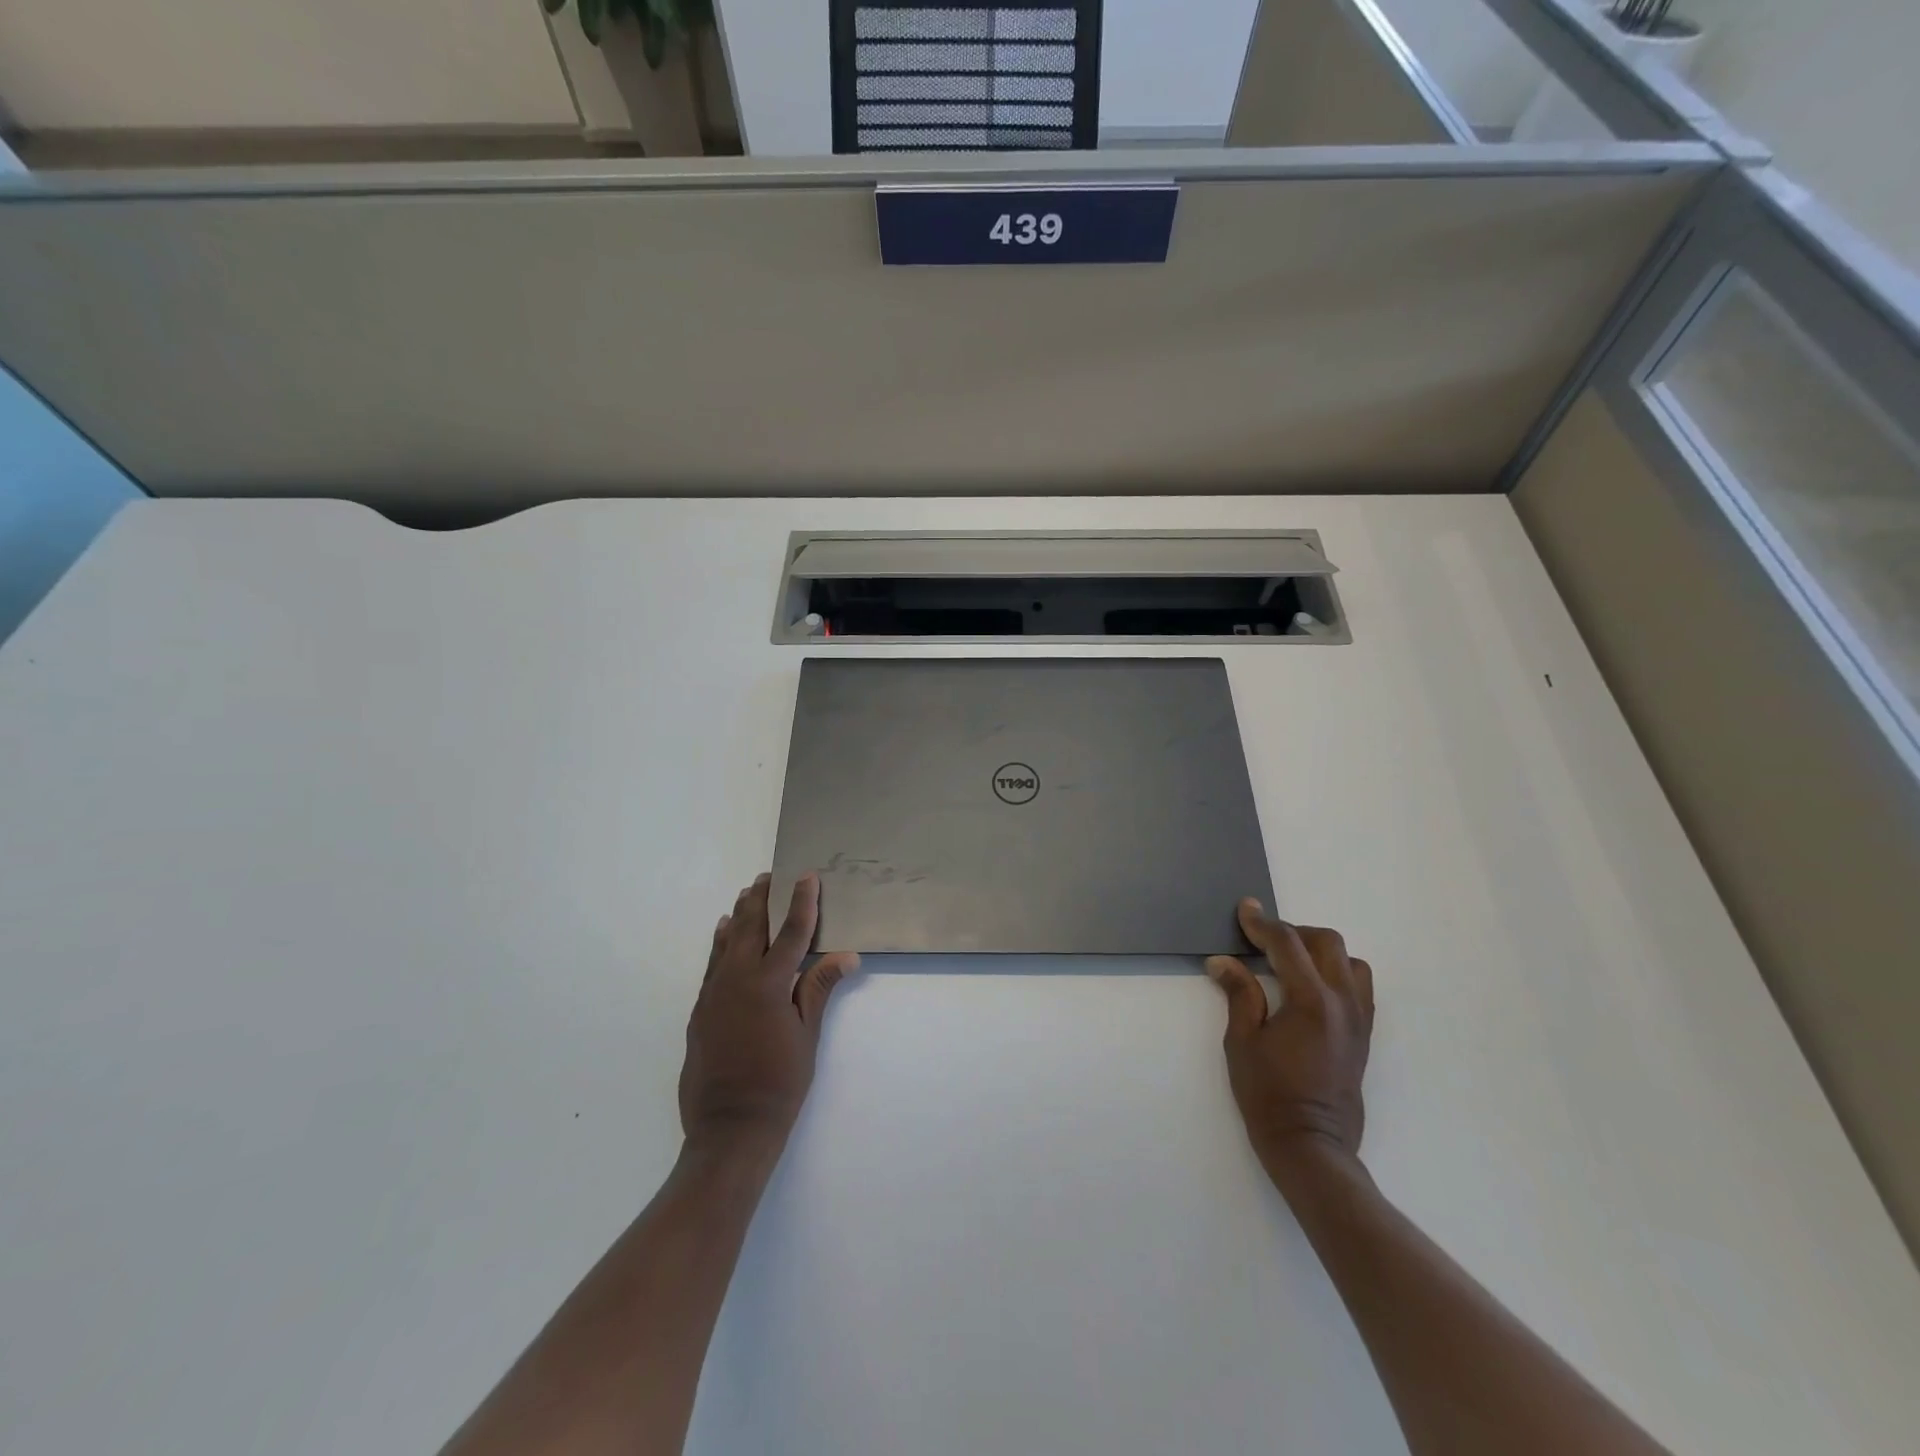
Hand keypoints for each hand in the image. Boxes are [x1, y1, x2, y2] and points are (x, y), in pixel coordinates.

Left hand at [678, 873, 858, 1151]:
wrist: (729, 1128)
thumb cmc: (780, 1083)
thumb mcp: (808, 1036)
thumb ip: (819, 988)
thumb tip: (847, 955)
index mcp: (769, 984)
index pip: (791, 932)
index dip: (801, 902)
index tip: (806, 876)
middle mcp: (737, 979)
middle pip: (751, 927)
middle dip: (762, 898)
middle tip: (769, 875)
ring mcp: (714, 993)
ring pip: (726, 941)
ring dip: (739, 915)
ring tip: (747, 892)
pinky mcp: (700, 1009)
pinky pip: (712, 963)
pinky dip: (719, 942)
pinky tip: (722, 931)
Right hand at [1206, 899, 1373, 1177]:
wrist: (1311, 1145)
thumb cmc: (1268, 1094)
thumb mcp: (1242, 1041)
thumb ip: (1239, 993)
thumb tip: (1223, 961)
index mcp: (1311, 1001)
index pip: (1287, 944)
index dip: (1262, 923)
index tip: (1244, 909)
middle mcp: (1343, 1002)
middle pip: (1326, 942)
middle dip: (1293, 932)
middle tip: (1262, 940)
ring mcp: (1359, 1018)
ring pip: (1350, 961)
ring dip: (1319, 950)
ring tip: (1289, 961)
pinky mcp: (1364, 1034)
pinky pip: (1359, 985)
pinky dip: (1335, 972)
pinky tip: (1310, 986)